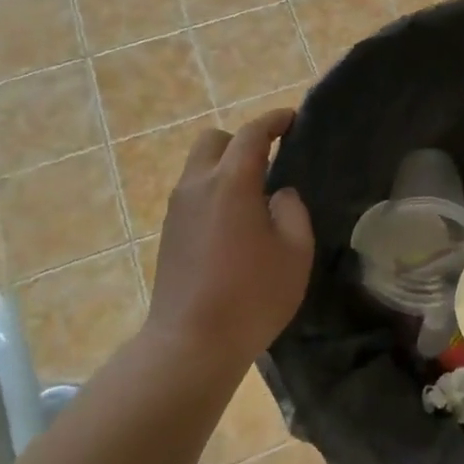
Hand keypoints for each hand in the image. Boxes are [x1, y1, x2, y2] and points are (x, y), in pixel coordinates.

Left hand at [145, 109, 314, 364]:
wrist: (191, 344)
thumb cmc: (252, 296)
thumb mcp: (295, 252)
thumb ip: (292, 211)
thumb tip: (279, 194)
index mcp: (231, 183)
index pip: (252, 134)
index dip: (274, 120)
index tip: (292, 118)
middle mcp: (197, 186)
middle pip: (214, 141)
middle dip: (241, 141)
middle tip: (270, 161)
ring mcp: (177, 209)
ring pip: (198, 167)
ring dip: (225, 168)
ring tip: (255, 196)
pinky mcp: (169, 233)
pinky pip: (192, 193)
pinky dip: (213, 191)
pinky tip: (234, 222)